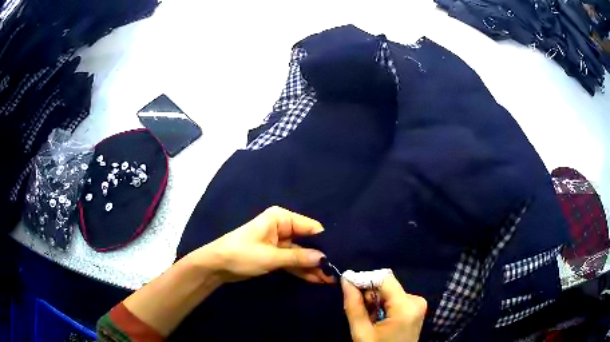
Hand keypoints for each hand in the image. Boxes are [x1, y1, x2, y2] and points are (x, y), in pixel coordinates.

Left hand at [193, 206, 334, 283]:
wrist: (216, 265)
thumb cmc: (242, 255)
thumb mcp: (271, 257)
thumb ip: (298, 257)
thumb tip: (324, 259)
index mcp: (281, 219)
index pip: (310, 227)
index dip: (324, 242)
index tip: (339, 256)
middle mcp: (282, 227)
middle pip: (307, 242)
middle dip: (320, 257)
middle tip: (335, 273)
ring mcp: (279, 242)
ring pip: (301, 254)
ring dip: (312, 267)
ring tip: (329, 280)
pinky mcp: (275, 255)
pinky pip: (292, 261)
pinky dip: (302, 270)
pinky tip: (316, 280)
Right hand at [342, 273, 426, 341]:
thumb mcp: (362, 333)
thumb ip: (354, 305)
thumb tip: (346, 280)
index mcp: (406, 307)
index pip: (384, 278)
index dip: (365, 279)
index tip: (347, 286)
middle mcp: (416, 301)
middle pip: (387, 285)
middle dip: (369, 295)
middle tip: (358, 311)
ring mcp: (418, 305)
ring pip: (389, 292)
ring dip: (374, 301)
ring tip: (368, 319)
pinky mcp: (416, 309)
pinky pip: (395, 299)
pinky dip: (383, 306)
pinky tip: (377, 319)